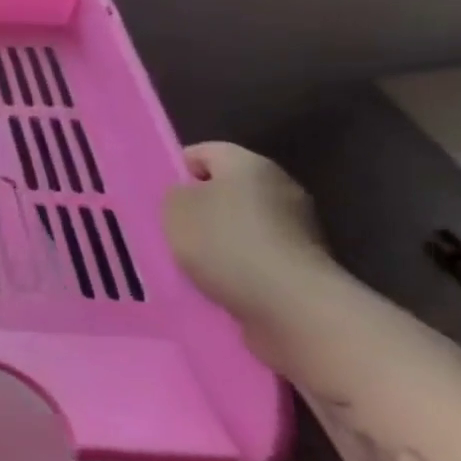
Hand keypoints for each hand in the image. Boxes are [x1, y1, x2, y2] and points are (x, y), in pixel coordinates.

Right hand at [165, 141, 333, 322]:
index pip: (203, 152)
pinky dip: (236, 266)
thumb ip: (175, 194)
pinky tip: (217, 282)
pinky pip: (256, 255)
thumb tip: (188, 196)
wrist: (294, 308)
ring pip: (240, 224)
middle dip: (197, 207)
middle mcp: (279, 187)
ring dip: (216, 240)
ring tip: (189, 260)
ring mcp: (298, 228)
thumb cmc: (226, 244)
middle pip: (225, 189)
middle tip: (168, 228)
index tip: (157, 197)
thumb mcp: (175, 209)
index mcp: (249, 164)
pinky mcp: (303, 264)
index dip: (176, 170)